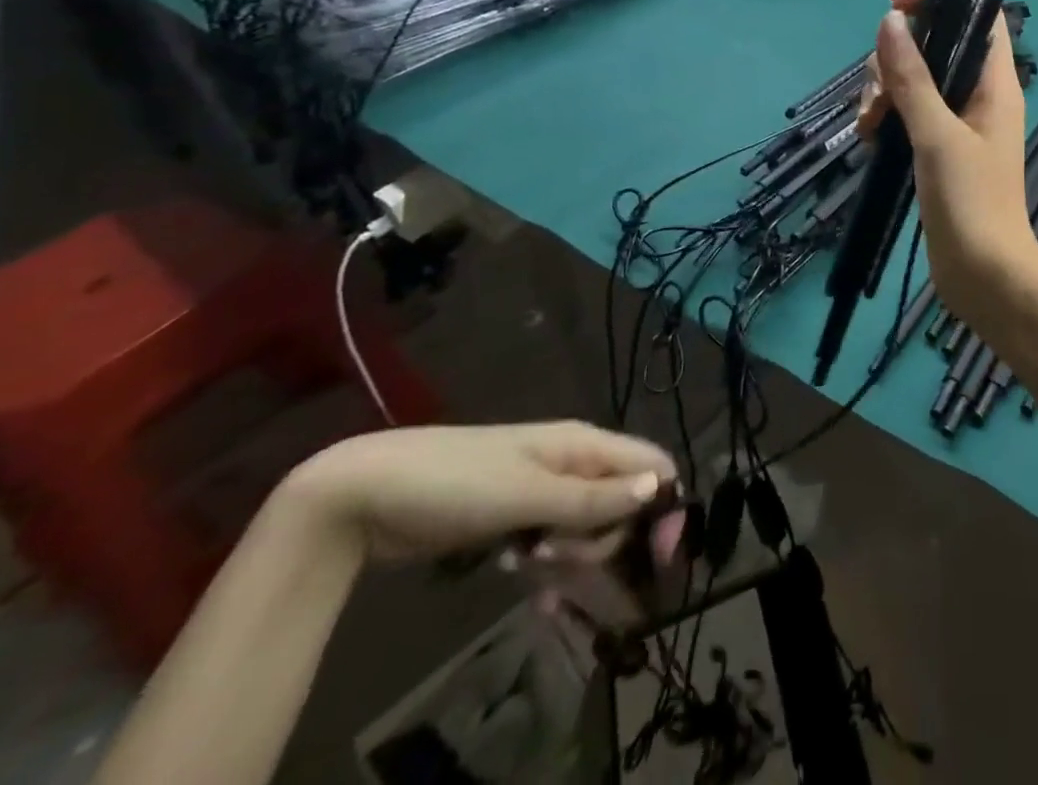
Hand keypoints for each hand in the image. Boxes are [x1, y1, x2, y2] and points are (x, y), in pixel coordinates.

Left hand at [280, 422, 679, 564]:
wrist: (366, 494)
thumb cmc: (456, 484)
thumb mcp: (526, 495)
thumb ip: (593, 498)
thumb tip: (661, 487)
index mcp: (585, 445)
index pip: (652, 465)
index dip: (666, 504)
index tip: (661, 555)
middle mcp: (574, 465)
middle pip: (623, 503)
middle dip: (603, 540)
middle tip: (555, 558)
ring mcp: (545, 493)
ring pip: (589, 528)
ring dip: (573, 558)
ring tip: (528, 570)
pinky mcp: (516, 520)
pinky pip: (556, 544)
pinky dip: (552, 571)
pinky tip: (535, 596)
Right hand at [857, 0, 1037, 316]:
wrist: (986, 278)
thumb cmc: (972, 203)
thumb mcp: (937, 135)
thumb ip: (912, 77)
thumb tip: (890, 20)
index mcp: (995, 83)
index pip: (979, 13)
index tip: (895, 10)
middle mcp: (978, 95)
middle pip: (934, 46)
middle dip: (895, 60)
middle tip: (877, 99)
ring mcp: (957, 123)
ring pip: (915, 81)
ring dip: (884, 93)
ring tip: (868, 128)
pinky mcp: (938, 149)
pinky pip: (908, 114)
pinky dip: (886, 119)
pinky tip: (870, 143)